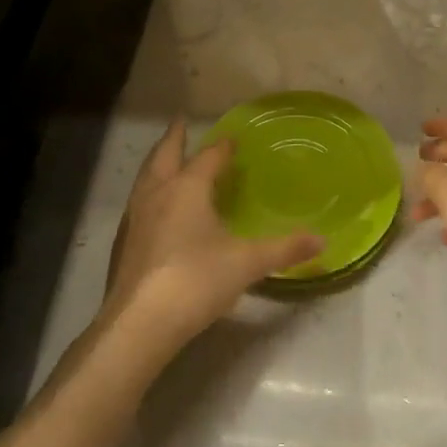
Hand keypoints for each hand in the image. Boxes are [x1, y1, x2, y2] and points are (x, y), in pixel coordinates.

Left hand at [101, 120, 322, 356]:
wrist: (140, 324)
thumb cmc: (196, 281)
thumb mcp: (247, 263)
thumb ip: (284, 249)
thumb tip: (322, 241)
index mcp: (188, 189)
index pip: (208, 157)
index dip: (222, 147)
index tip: (232, 139)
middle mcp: (157, 194)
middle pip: (164, 156)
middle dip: (174, 138)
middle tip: (180, 123)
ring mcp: (134, 218)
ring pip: (145, 178)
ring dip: (156, 163)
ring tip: (165, 160)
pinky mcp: (123, 243)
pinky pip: (137, 203)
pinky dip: (148, 192)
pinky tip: (154, 209)